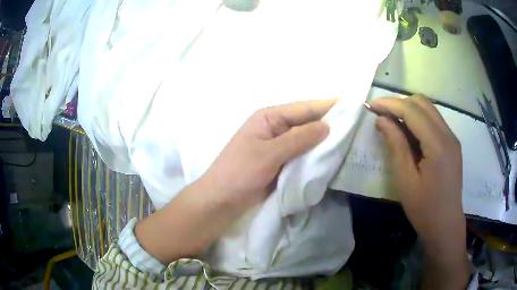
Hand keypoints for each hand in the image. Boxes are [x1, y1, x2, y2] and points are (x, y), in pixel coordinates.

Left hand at [135, 100, 334, 262]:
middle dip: (329, 124)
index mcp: (269, 117)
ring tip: (351, 140)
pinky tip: (332, 157)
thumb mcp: (269, 153)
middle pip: (307, 122)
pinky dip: (315, 155)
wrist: (221, 201)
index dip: (327, 106)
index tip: (351, 106)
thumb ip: (299, 139)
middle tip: (357, 126)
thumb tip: (327, 126)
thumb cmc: (240, 172)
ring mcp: (279, 146)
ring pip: (307, 139)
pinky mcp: (281, 162)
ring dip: (324, 141)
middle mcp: (275, 128)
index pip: (304, 108)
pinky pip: (302, 155)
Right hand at [371, 95, 468, 289]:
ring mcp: (452, 138)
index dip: (390, 104)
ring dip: (409, 109)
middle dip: (399, 103)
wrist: (445, 225)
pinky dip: (418, 119)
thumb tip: (381, 119)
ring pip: (429, 109)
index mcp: (438, 145)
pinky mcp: (452, 144)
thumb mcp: (406, 180)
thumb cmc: (424, 209)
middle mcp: (448, 135)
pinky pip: (434, 120)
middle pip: (422, 103)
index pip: (412, 110)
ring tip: (392, 122)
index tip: (371, 105)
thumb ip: (396, 145)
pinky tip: (409, 133)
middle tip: (381, 115)